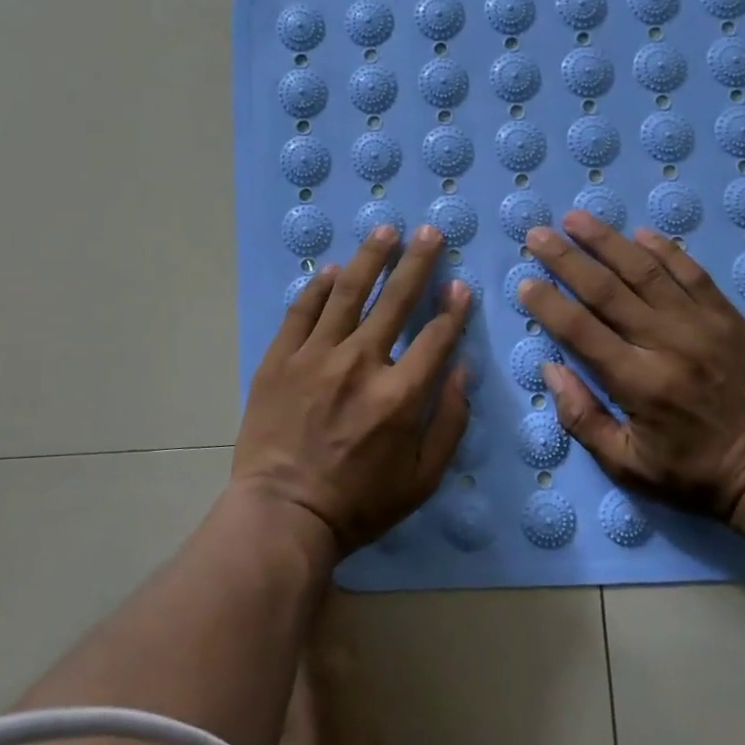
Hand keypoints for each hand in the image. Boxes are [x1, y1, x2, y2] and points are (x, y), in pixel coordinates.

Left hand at [235, 226, 471, 554]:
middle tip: (429, 232)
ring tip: (386, 230)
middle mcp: (361, 363)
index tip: (459, 285)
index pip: (436, 337)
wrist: (281, 514)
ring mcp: (316, 356)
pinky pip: (302, 311)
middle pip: (396, 300)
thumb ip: (450, 423)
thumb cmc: (358, 504)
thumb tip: (463, 370)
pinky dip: (319, 287)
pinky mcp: (280, 358)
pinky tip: (333, 270)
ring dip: (371, 258)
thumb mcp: (422, 480)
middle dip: (418, 262)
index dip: (452, 309)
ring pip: (348, 292)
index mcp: (400, 395)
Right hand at [516, 211, 744, 528]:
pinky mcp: (728, 317)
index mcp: (639, 384)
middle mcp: (667, 344)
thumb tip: (550, 369)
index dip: (548, 304)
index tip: (525, 283)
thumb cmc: (696, 475)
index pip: (580, 331)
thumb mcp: (629, 468)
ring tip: (575, 218)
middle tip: (537, 235)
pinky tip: (640, 233)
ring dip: (606, 241)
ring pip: (645, 271)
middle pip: (606, 290)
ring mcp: (701, 325)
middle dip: (566, 259)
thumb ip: (583, 419)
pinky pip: (692, 274)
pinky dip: (665, 250)